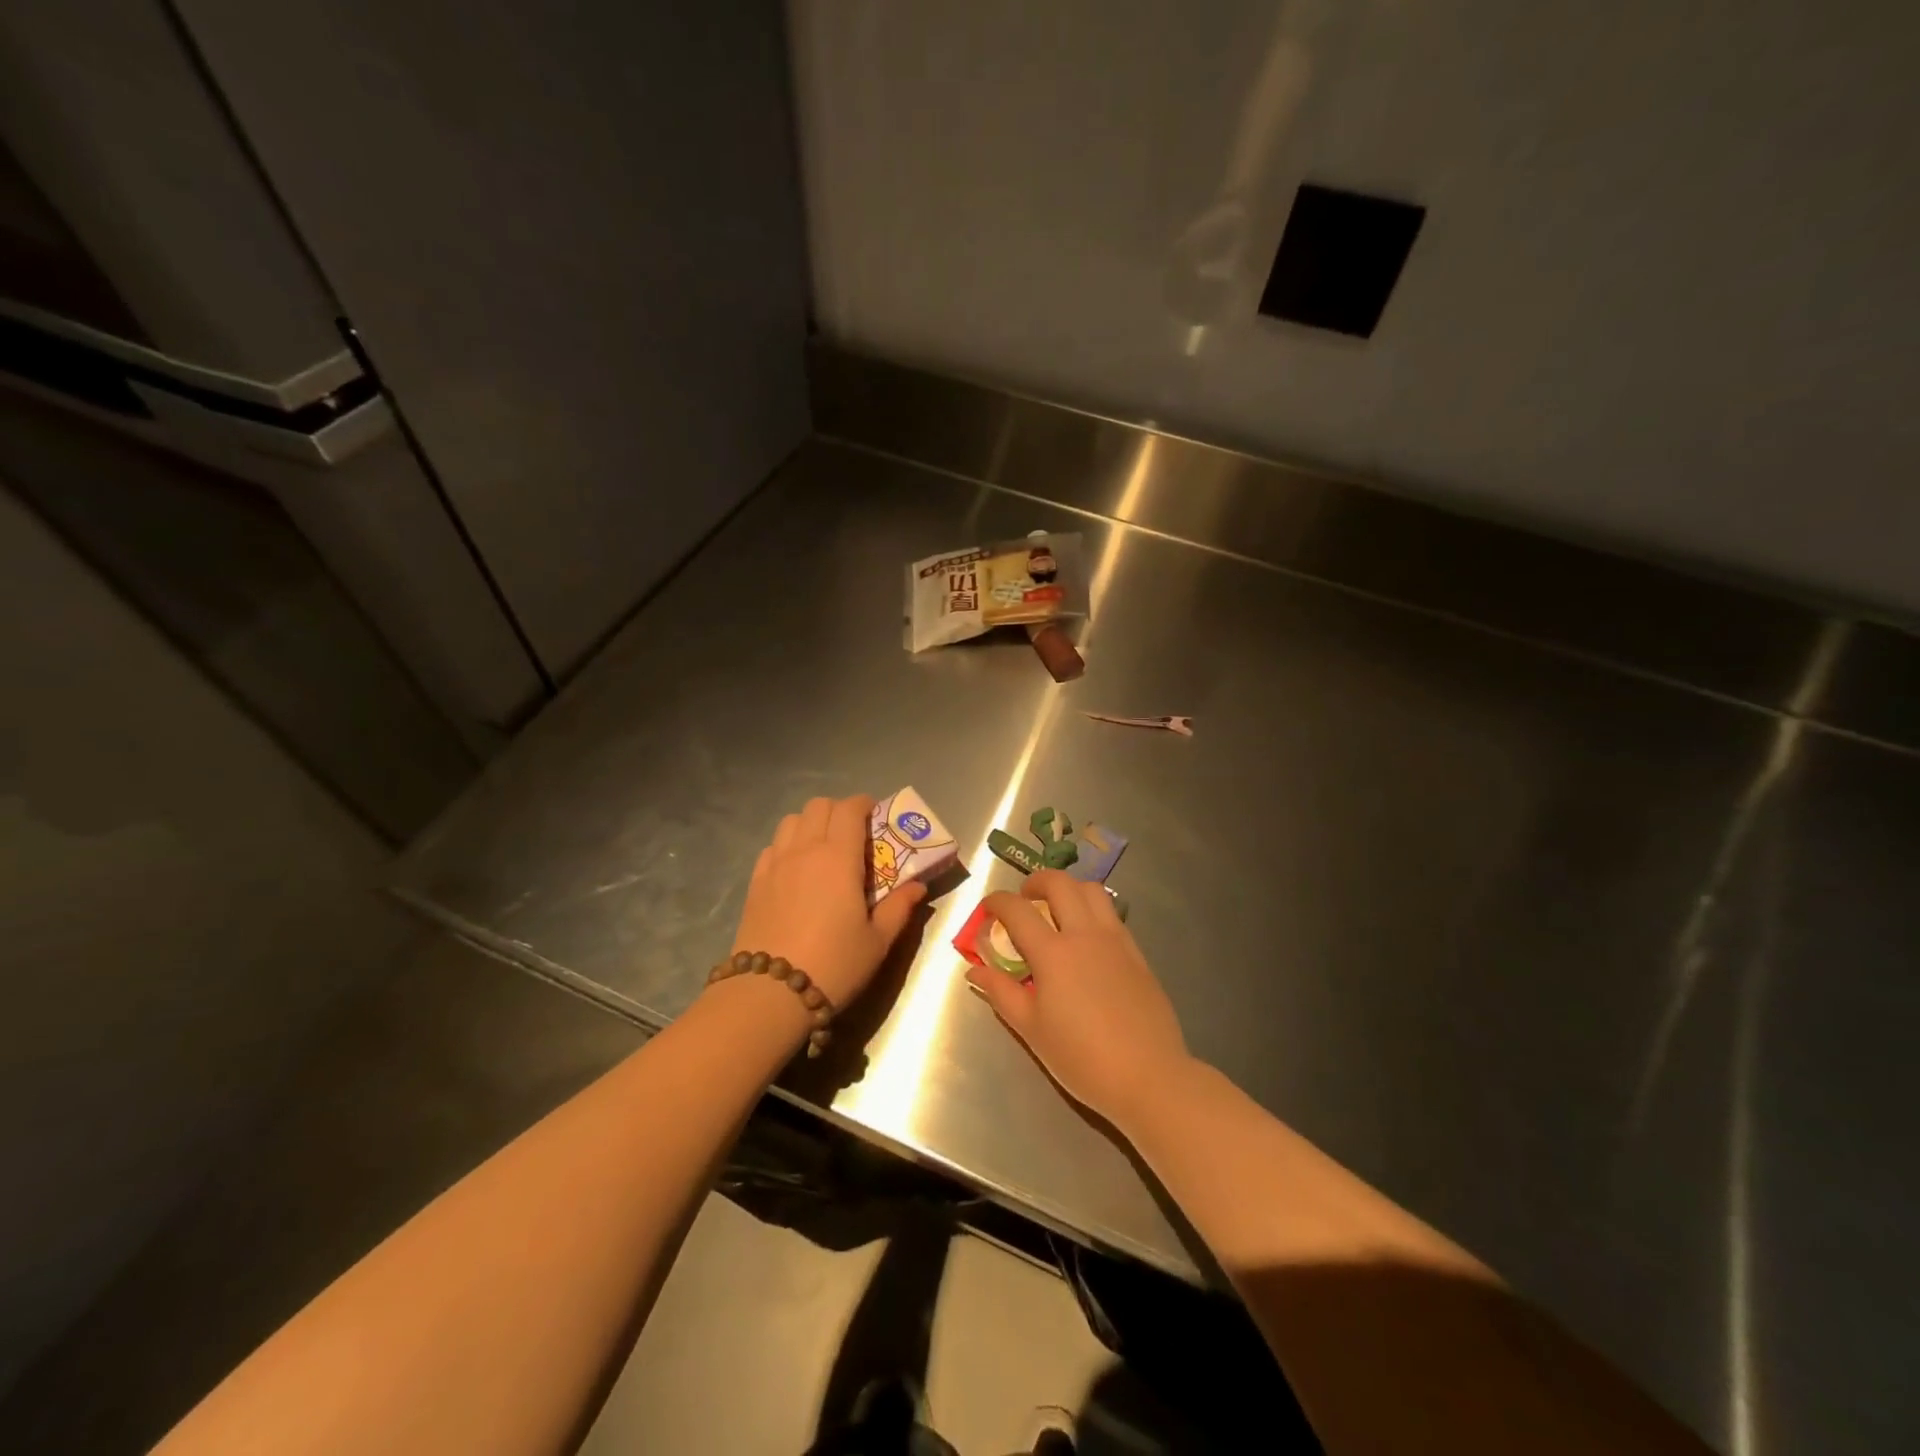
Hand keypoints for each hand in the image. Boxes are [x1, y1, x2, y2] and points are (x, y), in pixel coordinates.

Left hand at [732, 795, 925, 1007]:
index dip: (864, 804)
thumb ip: (900, 908)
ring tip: (824, 849)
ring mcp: (775, 864)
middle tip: (854, 835)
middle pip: (818, 806)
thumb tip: (918, 886)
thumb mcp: (878, 941)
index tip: (876, 817)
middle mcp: (805, 850)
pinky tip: (797, 871)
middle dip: (839, 811)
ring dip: (811, 824)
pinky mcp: (755, 883)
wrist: (770, 993)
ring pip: (791, 821)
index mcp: (838, 857)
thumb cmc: (834, 964)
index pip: (849, 808)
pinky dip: (788, 846)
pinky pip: (773, 846)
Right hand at [967, 871, 1191, 1132]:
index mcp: (1053, 953)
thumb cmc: (1082, 1058)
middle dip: (1035, 882)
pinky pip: (1111, 914)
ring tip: (1057, 910)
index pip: (1017, 910)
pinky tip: (1085, 939)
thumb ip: (1001, 992)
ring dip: (1069, 889)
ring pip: (1092, 890)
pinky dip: (1092, 910)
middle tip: (1024, 900)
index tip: (987, 909)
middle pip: (1059, 884)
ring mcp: (1115, 940)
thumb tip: (975, 970)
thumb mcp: (1031, 1029)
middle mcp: (1085, 935)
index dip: (996, 902)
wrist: (1148, 1077)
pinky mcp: (1137, 953)